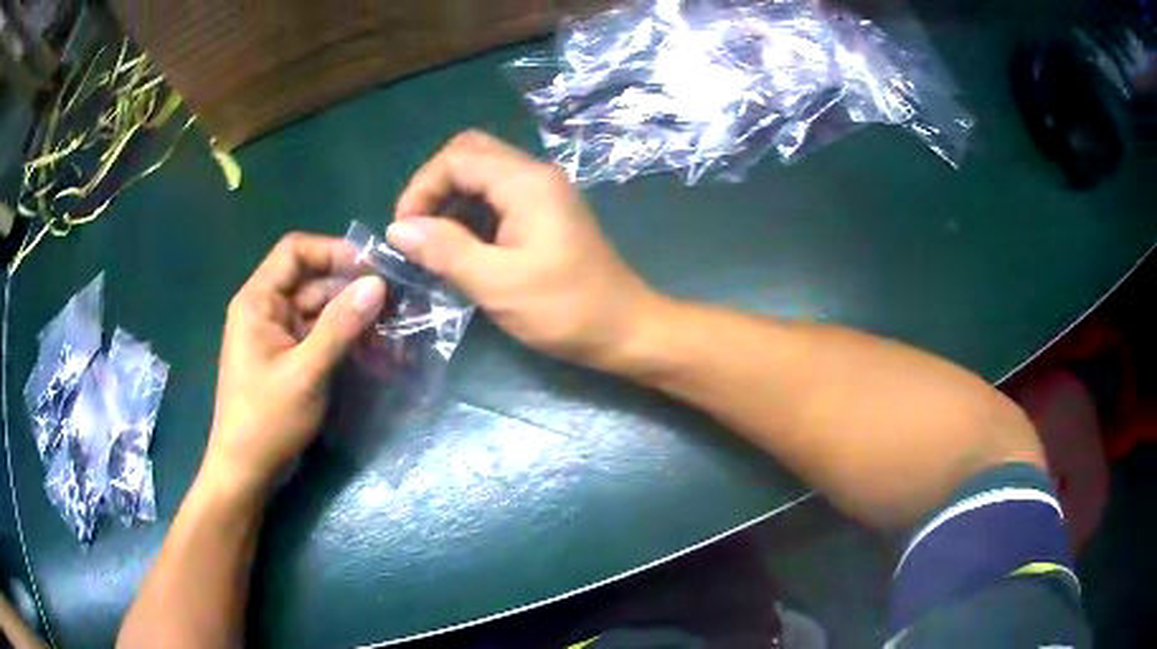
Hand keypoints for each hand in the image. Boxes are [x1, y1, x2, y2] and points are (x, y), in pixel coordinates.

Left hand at [201, 234, 385, 497]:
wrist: (246, 470)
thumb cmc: (267, 420)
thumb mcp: (305, 372)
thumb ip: (340, 326)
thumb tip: (378, 284)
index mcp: (258, 301)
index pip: (295, 252)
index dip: (332, 251)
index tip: (372, 268)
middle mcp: (266, 310)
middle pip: (311, 280)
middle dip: (350, 287)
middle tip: (395, 300)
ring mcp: (278, 335)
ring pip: (319, 309)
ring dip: (352, 315)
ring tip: (392, 326)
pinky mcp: (288, 357)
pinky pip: (319, 335)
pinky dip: (344, 338)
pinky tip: (374, 348)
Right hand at [387, 130, 658, 369]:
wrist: (626, 329)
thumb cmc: (566, 310)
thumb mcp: (498, 284)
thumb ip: (445, 250)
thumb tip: (398, 229)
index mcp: (526, 183)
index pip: (457, 157)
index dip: (421, 188)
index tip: (403, 231)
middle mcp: (535, 175)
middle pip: (471, 154)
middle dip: (434, 186)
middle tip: (416, 230)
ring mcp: (543, 193)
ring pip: (483, 174)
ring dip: (451, 200)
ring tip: (432, 243)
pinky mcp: (546, 214)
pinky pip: (497, 196)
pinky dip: (471, 213)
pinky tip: (461, 247)